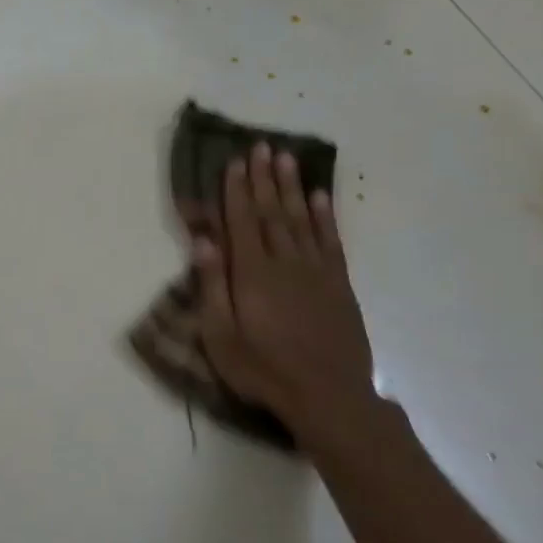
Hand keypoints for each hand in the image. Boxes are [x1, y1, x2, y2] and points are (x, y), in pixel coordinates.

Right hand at [184, 144, 377, 439]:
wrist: (328, 396)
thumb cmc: (263, 369)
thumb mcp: (221, 336)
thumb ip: (212, 286)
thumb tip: (203, 241)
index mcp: (252, 274)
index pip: (242, 222)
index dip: (236, 190)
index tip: (234, 162)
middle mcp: (285, 263)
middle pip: (272, 212)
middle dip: (264, 178)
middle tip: (261, 146)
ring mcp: (316, 272)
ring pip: (301, 219)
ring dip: (292, 187)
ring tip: (287, 158)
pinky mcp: (338, 285)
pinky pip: (330, 241)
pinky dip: (324, 216)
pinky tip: (320, 197)